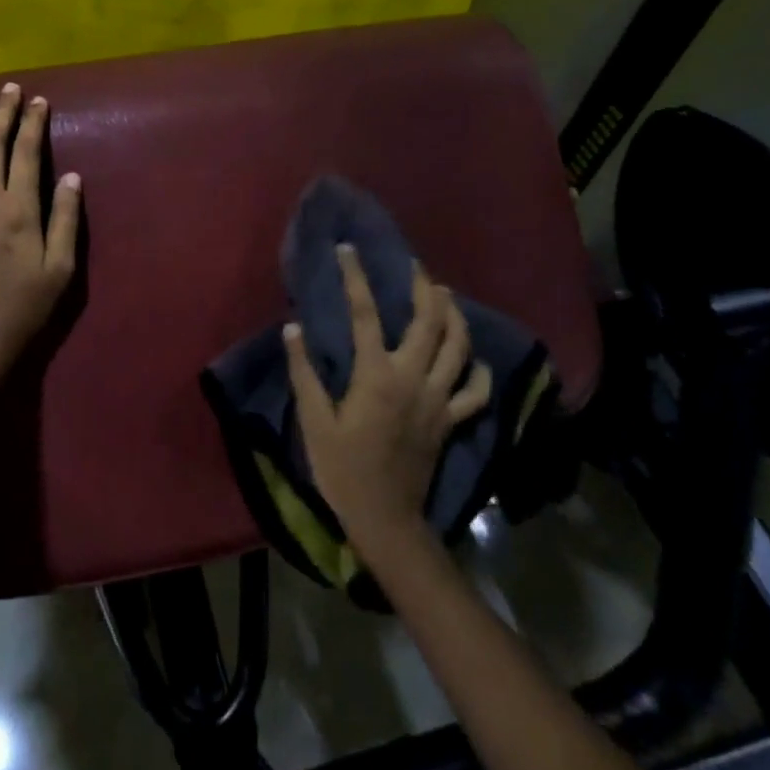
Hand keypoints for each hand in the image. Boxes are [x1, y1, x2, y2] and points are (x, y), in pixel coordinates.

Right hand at [285, 245, 492, 547]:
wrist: (385, 520)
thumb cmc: (343, 469)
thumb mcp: (315, 421)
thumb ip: (304, 372)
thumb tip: (292, 328)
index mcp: (376, 376)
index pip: (366, 314)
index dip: (356, 278)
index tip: (348, 250)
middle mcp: (413, 379)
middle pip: (428, 322)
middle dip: (422, 287)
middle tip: (414, 266)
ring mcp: (438, 400)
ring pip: (459, 348)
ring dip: (454, 316)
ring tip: (444, 295)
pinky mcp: (451, 421)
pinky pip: (475, 392)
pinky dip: (477, 370)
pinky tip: (471, 358)